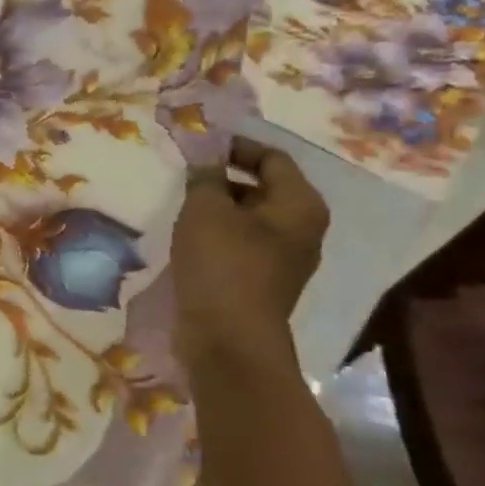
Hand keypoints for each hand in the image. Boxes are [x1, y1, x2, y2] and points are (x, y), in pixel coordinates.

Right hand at [170, 138, 329, 366]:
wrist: (228, 339)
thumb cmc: (222, 265)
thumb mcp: (206, 210)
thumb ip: (205, 176)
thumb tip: (206, 158)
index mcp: (300, 205)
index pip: (272, 158)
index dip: (235, 147)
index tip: (199, 146)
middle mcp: (302, 230)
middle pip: (263, 188)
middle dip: (224, 179)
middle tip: (185, 177)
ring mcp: (284, 260)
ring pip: (249, 220)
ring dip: (218, 210)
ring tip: (182, 208)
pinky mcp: (262, 283)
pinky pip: (241, 246)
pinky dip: (218, 236)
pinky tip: (190, 241)